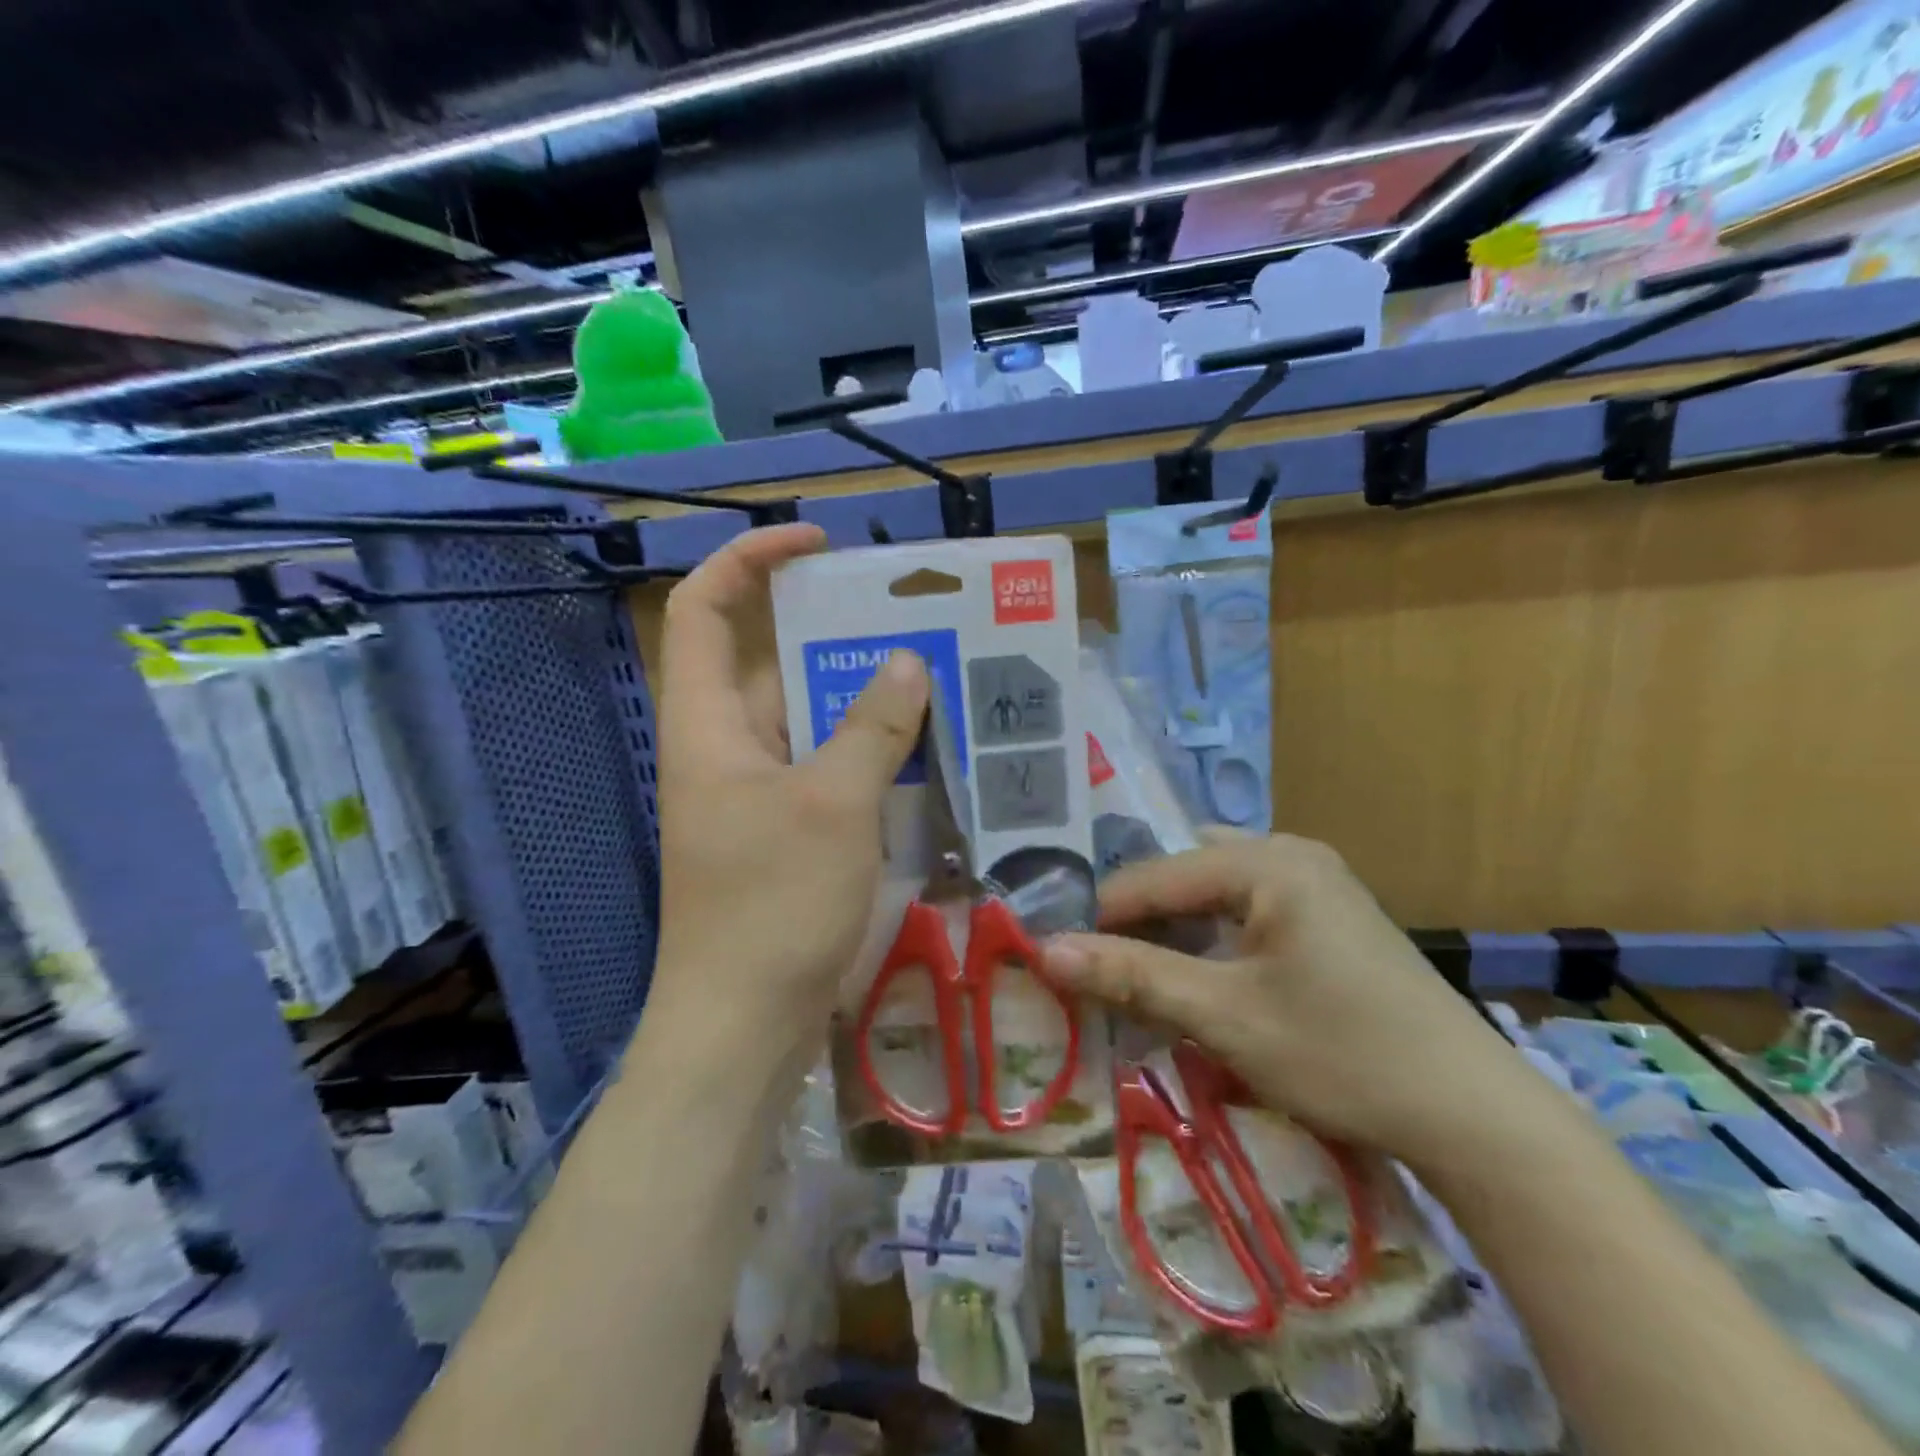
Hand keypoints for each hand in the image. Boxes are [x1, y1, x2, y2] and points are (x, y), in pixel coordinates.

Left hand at [648, 525, 928, 1064]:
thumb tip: (907, 661)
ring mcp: (754, 794)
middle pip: (770, 663)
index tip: (817, 544)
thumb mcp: (833, 806)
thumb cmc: (772, 906)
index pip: (705, 608)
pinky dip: (866, 754)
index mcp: (708, 724)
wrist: (741, 1027)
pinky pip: (825, 770)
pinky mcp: (782, 833)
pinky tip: (923, 753)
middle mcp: (725, 748)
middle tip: (910, 620)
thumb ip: (872, 728)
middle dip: (834, 634)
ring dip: (861, 700)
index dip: (750, 560)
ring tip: (934, 677)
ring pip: (807, 721)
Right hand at [1041, 834, 1541, 1171]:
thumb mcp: (1225, 1016)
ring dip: (1172, 934)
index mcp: (1267, 861)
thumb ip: (1132, 976)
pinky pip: (1245, 912)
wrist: (1474, 1116)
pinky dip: (1210, 940)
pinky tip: (1196, 978)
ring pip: (1211, 895)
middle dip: (1136, 924)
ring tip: (1134, 976)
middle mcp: (1290, 854)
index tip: (1056, 960)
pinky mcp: (1327, 916)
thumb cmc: (1343, 1055)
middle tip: (1093, 971)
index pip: (1152, 877)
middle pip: (1182, 879)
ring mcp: (1315, 883)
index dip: (1098, 919)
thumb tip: (1043, 951)